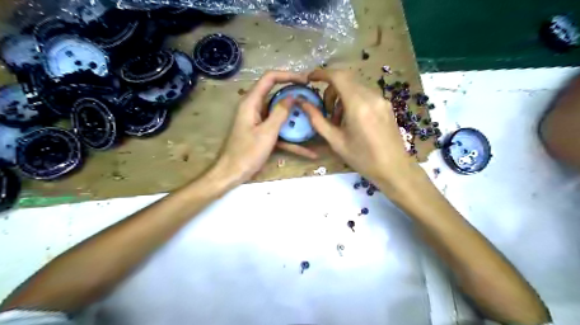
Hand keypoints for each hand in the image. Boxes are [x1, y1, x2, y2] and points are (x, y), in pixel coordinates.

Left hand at [211, 71, 316, 186]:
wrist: (232, 173)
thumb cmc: (247, 153)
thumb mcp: (267, 133)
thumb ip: (280, 113)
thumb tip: (293, 96)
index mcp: (251, 102)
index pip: (270, 78)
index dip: (288, 76)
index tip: (306, 81)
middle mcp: (254, 108)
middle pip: (276, 95)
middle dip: (295, 96)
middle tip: (312, 100)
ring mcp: (258, 121)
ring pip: (279, 114)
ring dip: (295, 117)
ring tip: (314, 119)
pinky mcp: (262, 133)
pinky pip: (279, 131)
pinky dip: (291, 139)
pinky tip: (309, 152)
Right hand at [299, 69, 421, 192]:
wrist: (394, 168)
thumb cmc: (362, 159)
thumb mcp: (336, 141)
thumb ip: (317, 120)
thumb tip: (302, 103)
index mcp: (358, 105)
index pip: (338, 76)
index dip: (322, 73)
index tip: (310, 79)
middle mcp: (372, 97)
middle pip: (346, 80)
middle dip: (330, 90)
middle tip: (325, 111)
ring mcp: (381, 100)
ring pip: (355, 87)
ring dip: (341, 97)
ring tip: (338, 120)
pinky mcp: (386, 105)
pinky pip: (365, 94)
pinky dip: (353, 101)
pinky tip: (351, 120)